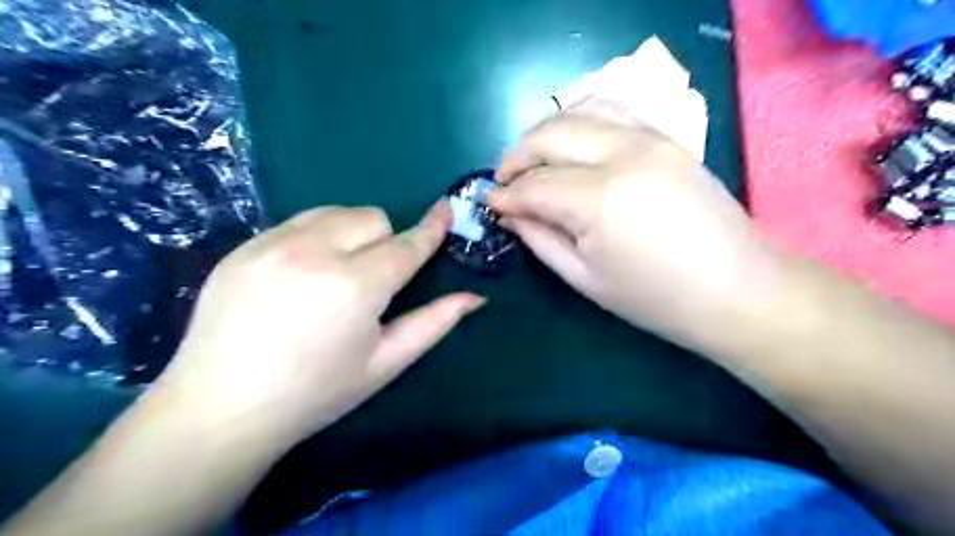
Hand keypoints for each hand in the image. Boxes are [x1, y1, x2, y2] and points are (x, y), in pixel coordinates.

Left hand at [158, 201, 484, 442]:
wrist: (221, 407)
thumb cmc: (316, 392)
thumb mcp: (385, 363)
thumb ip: (433, 323)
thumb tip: (475, 298)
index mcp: (356, 286)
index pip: (406, 245)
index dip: (430, 228)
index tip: (444, 209)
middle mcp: (315, 252)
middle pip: (372, 218)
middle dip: (383, 242)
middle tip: (371, 279)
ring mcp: (272, 244)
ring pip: (335, 212)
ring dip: (350, 233)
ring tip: (336, 272)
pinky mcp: (244, 246)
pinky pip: (296, 222)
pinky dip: (314, 238)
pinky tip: (299, 276)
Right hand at [493, 110, 783, 349]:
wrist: (738, 290)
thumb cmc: (656, 299)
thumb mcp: (585, 278)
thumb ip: (541, 238)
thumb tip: (510, 213)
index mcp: (599, 200)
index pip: (535, 185)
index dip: (505, 194)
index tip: (490, 203)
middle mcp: (622, 154)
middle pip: (551, 134)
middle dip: (517, 154)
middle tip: (504, 180)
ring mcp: (650, 139)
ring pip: (580, 111)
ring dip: (546, 133)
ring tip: (533, 161)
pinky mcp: (667, 138)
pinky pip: (612, 113)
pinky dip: (581, 123)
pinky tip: (572, 148)